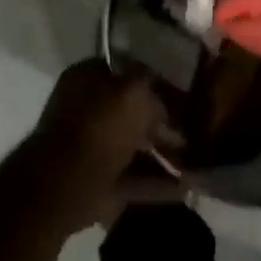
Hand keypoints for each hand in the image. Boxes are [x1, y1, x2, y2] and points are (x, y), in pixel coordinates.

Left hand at [25, 60, 182, 232]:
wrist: (65, 183)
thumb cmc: (100, 126)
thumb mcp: (135, 92)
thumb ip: (153, 88)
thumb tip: (163, 102)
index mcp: (86, 78)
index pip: (125, 71)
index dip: (154, 81)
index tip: (181, 94)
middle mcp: (85, 109)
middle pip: (129, 113)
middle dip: (160, 124)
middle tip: (192, 132)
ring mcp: (89, 148)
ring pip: (133, 147)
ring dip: (162, 155)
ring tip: (195, 163)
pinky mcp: (96, 183)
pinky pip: (132, 179)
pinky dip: (156, 184)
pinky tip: (185, 188)